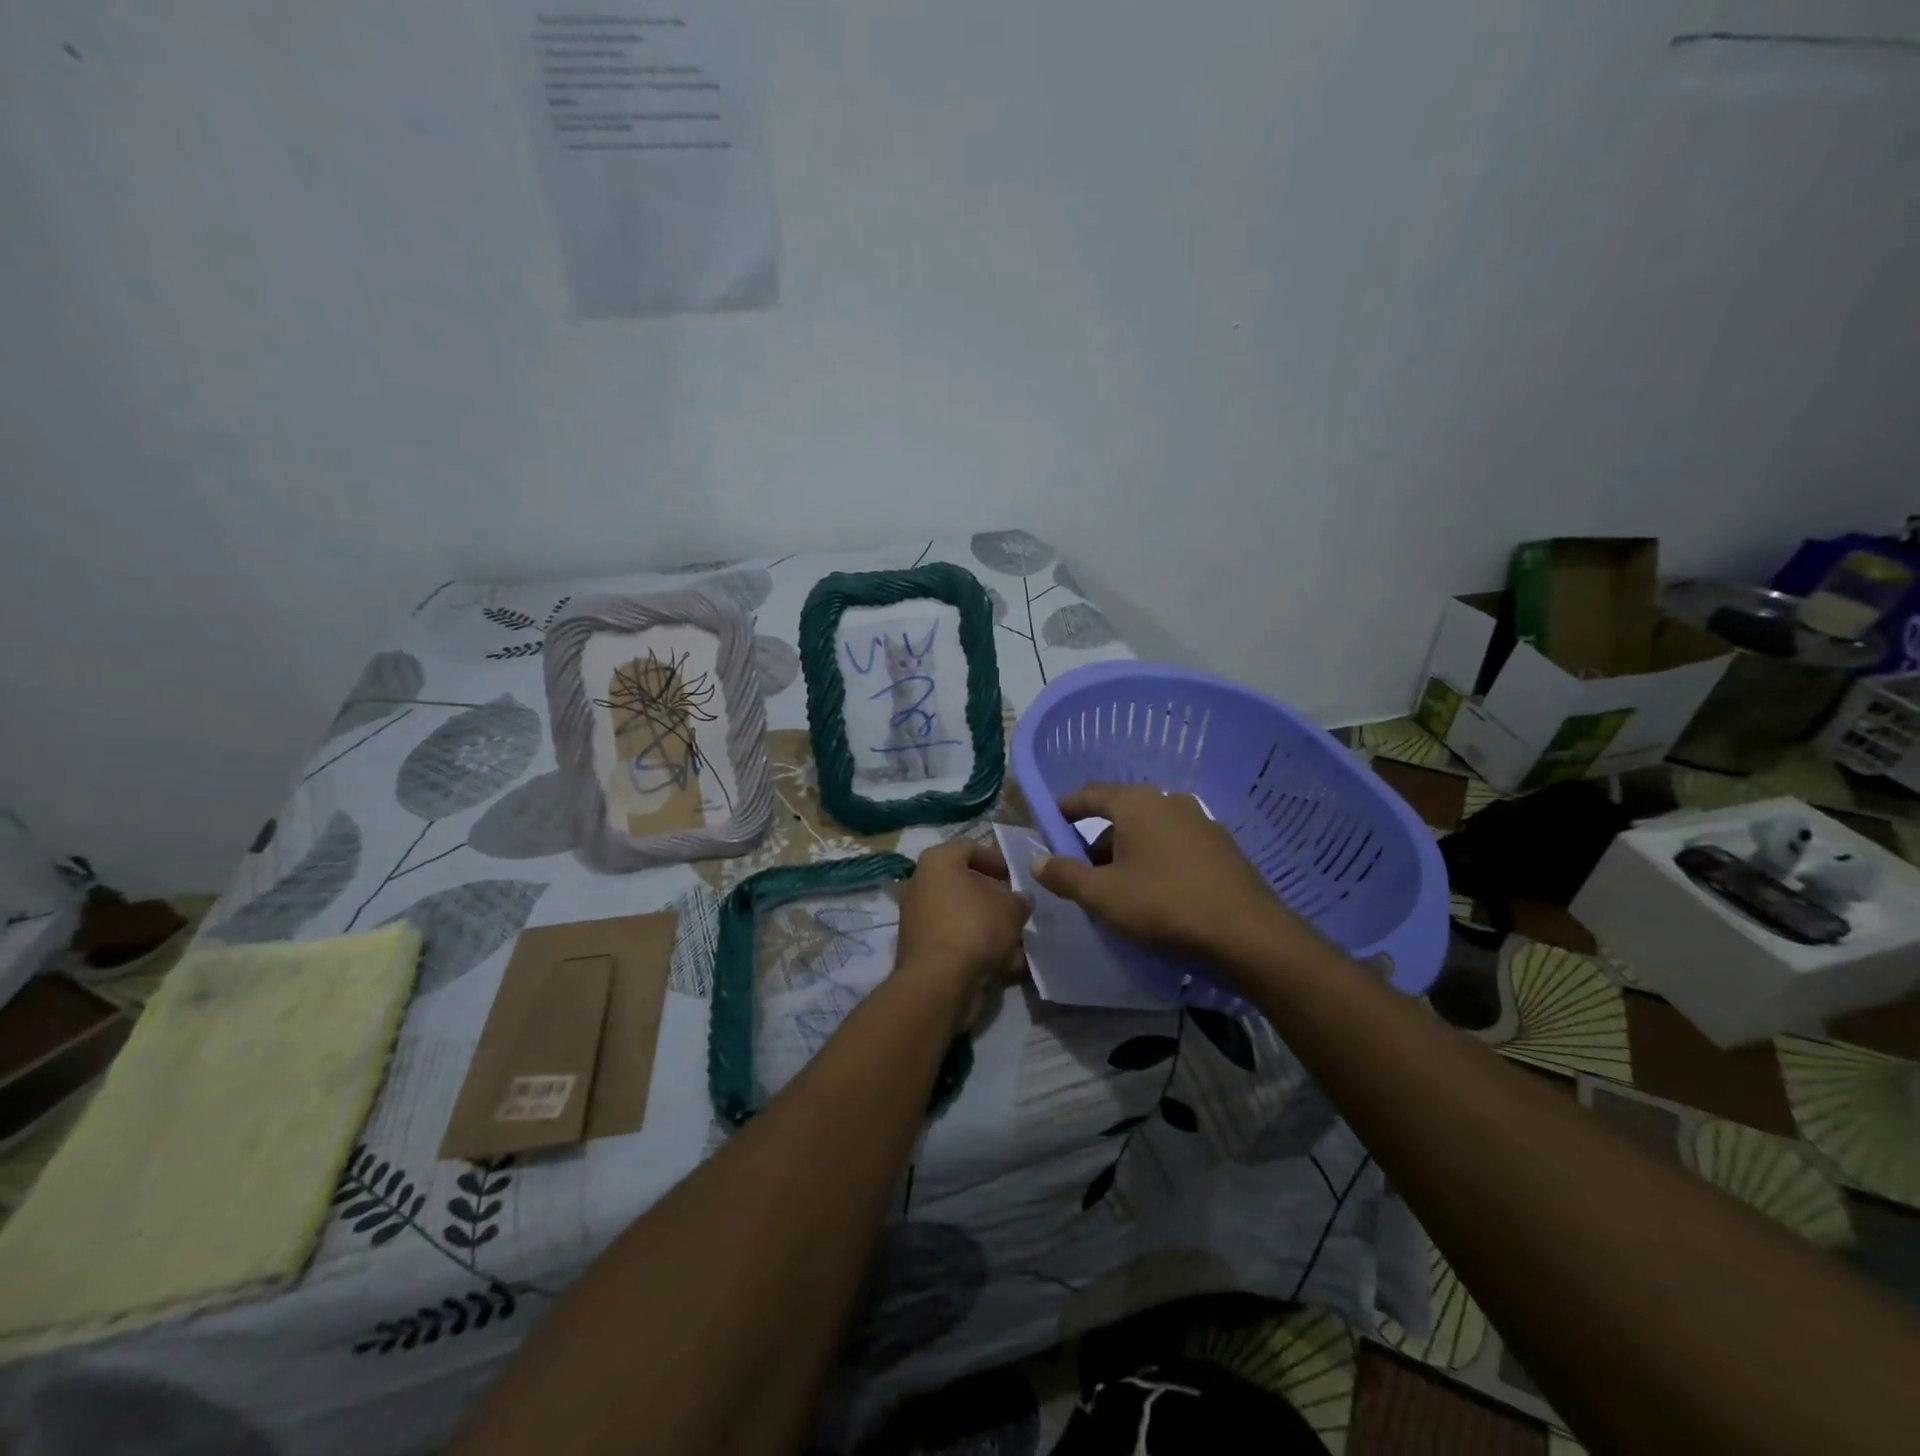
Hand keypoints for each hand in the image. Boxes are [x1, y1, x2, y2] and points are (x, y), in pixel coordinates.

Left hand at [895, 839, 1031, 1032]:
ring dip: (988, 926)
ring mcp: (916, 918)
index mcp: (937, 861)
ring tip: (1017, 942)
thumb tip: (1020, 900)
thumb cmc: (975, 928)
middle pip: (964, 884)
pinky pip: (954, 940)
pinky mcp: (918, 949)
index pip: (970, 849)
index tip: (1017, 877)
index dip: (998, 860)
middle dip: (994, 898)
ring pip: (961, 916)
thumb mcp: (1012, 908)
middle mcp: (920, 884)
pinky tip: (1003, 965)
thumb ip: (1019, 899)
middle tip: (1017, 909)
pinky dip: (976, 948)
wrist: (939, 982)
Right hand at [1032, 782, 1314, 960]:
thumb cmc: (1164, 905)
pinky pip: (1175, 845)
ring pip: (1149, 831)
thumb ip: (1065, 875)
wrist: (1247, 934)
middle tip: (1082, 872)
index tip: (1049, 825)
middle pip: (1120, 814)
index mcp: (1137, 803)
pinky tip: (1156, 893)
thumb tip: (1038, 861)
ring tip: (1119, 889)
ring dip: (1127, 853)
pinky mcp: (1222, 846)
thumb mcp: (1103, 895)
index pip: (1090, 794)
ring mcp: (1201, 821)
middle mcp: (1169, 801)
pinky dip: (1156, 860)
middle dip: (1096, 840)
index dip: (1065, 809)